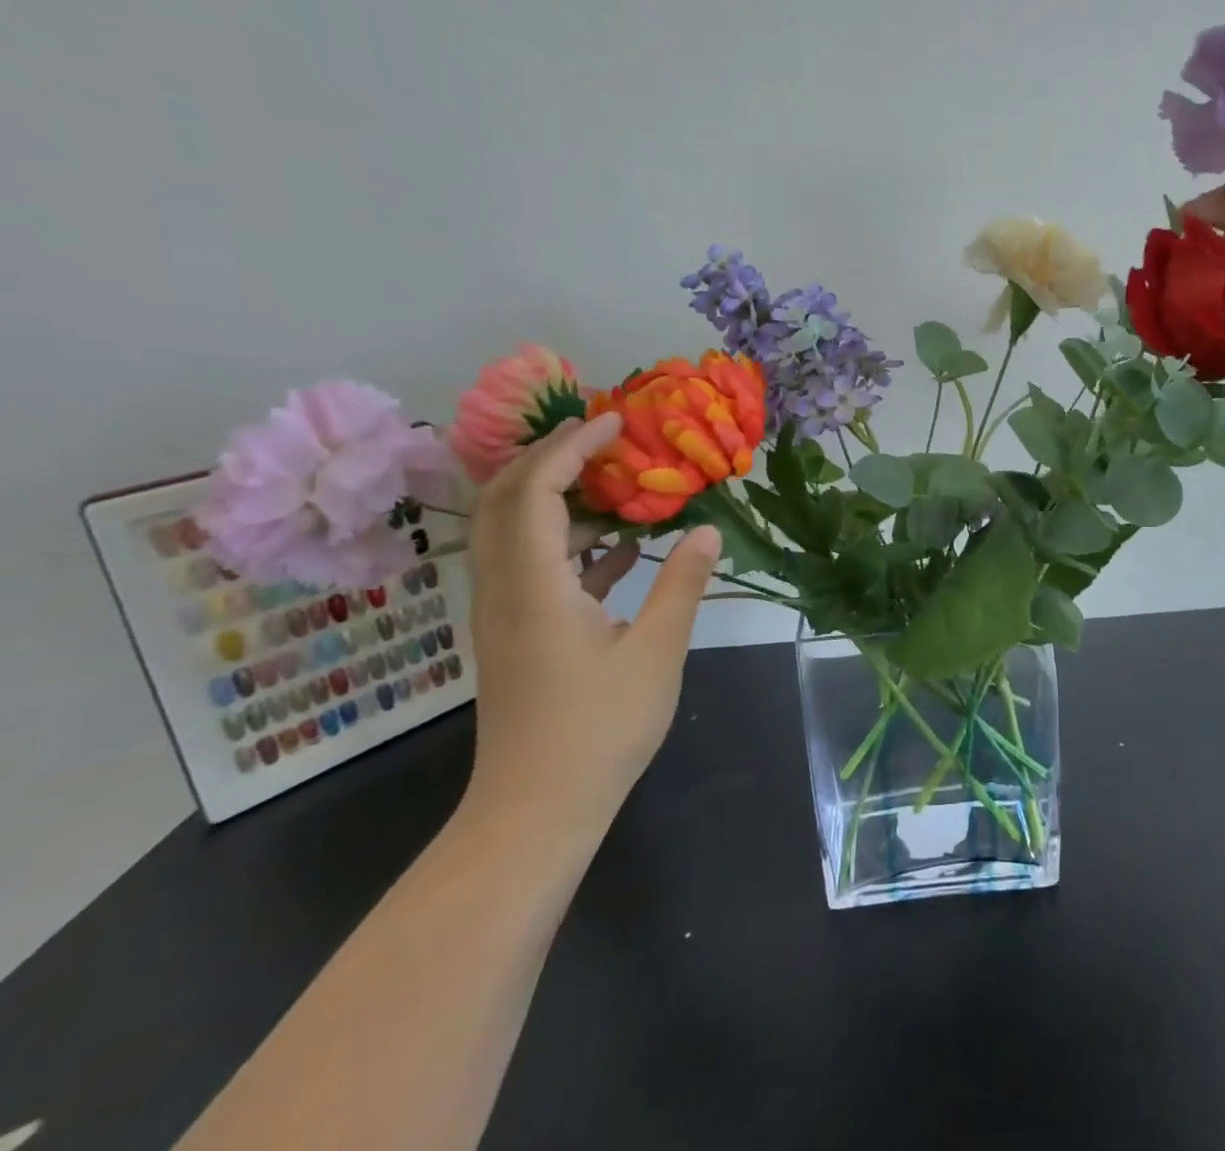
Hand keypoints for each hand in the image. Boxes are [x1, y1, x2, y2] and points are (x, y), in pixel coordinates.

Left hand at [461, 413, 721, 837]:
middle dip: (550, 457)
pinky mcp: (516, 634)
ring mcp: (505, 613)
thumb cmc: (598, 730)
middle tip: (604, 438)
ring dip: (557, 495)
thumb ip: (682, 584)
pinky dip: (568, 541)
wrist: (535, 812)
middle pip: (507, 499)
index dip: (571, 447)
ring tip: (615, 480)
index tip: (614, 424)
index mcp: (534, 585)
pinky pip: (532, 566)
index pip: (536, 490)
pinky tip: (620, 548)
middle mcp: (505, 589)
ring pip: (514, 531)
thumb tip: (708, 530)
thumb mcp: (656, 652)